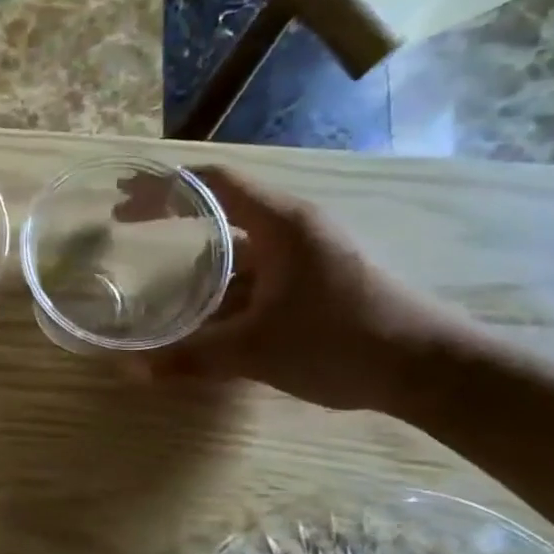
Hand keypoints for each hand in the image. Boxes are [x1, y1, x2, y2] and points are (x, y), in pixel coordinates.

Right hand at [122, 166, 477, 412]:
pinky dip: (224, 288)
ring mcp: (308, 255)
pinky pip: (257, 275)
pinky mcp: (316, 281)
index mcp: (281, 223)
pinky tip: (201, 316)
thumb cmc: (341, 342)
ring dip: (198, 262)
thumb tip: (130, 371)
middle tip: (128, 228)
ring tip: (155, 280)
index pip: (213, 183)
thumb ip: (192, 357)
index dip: (164, 187)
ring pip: (239, 249)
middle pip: (222, 210)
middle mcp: (294, 228)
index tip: (124, 200)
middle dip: (173, 219)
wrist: (429, 369)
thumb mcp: (257, 351)